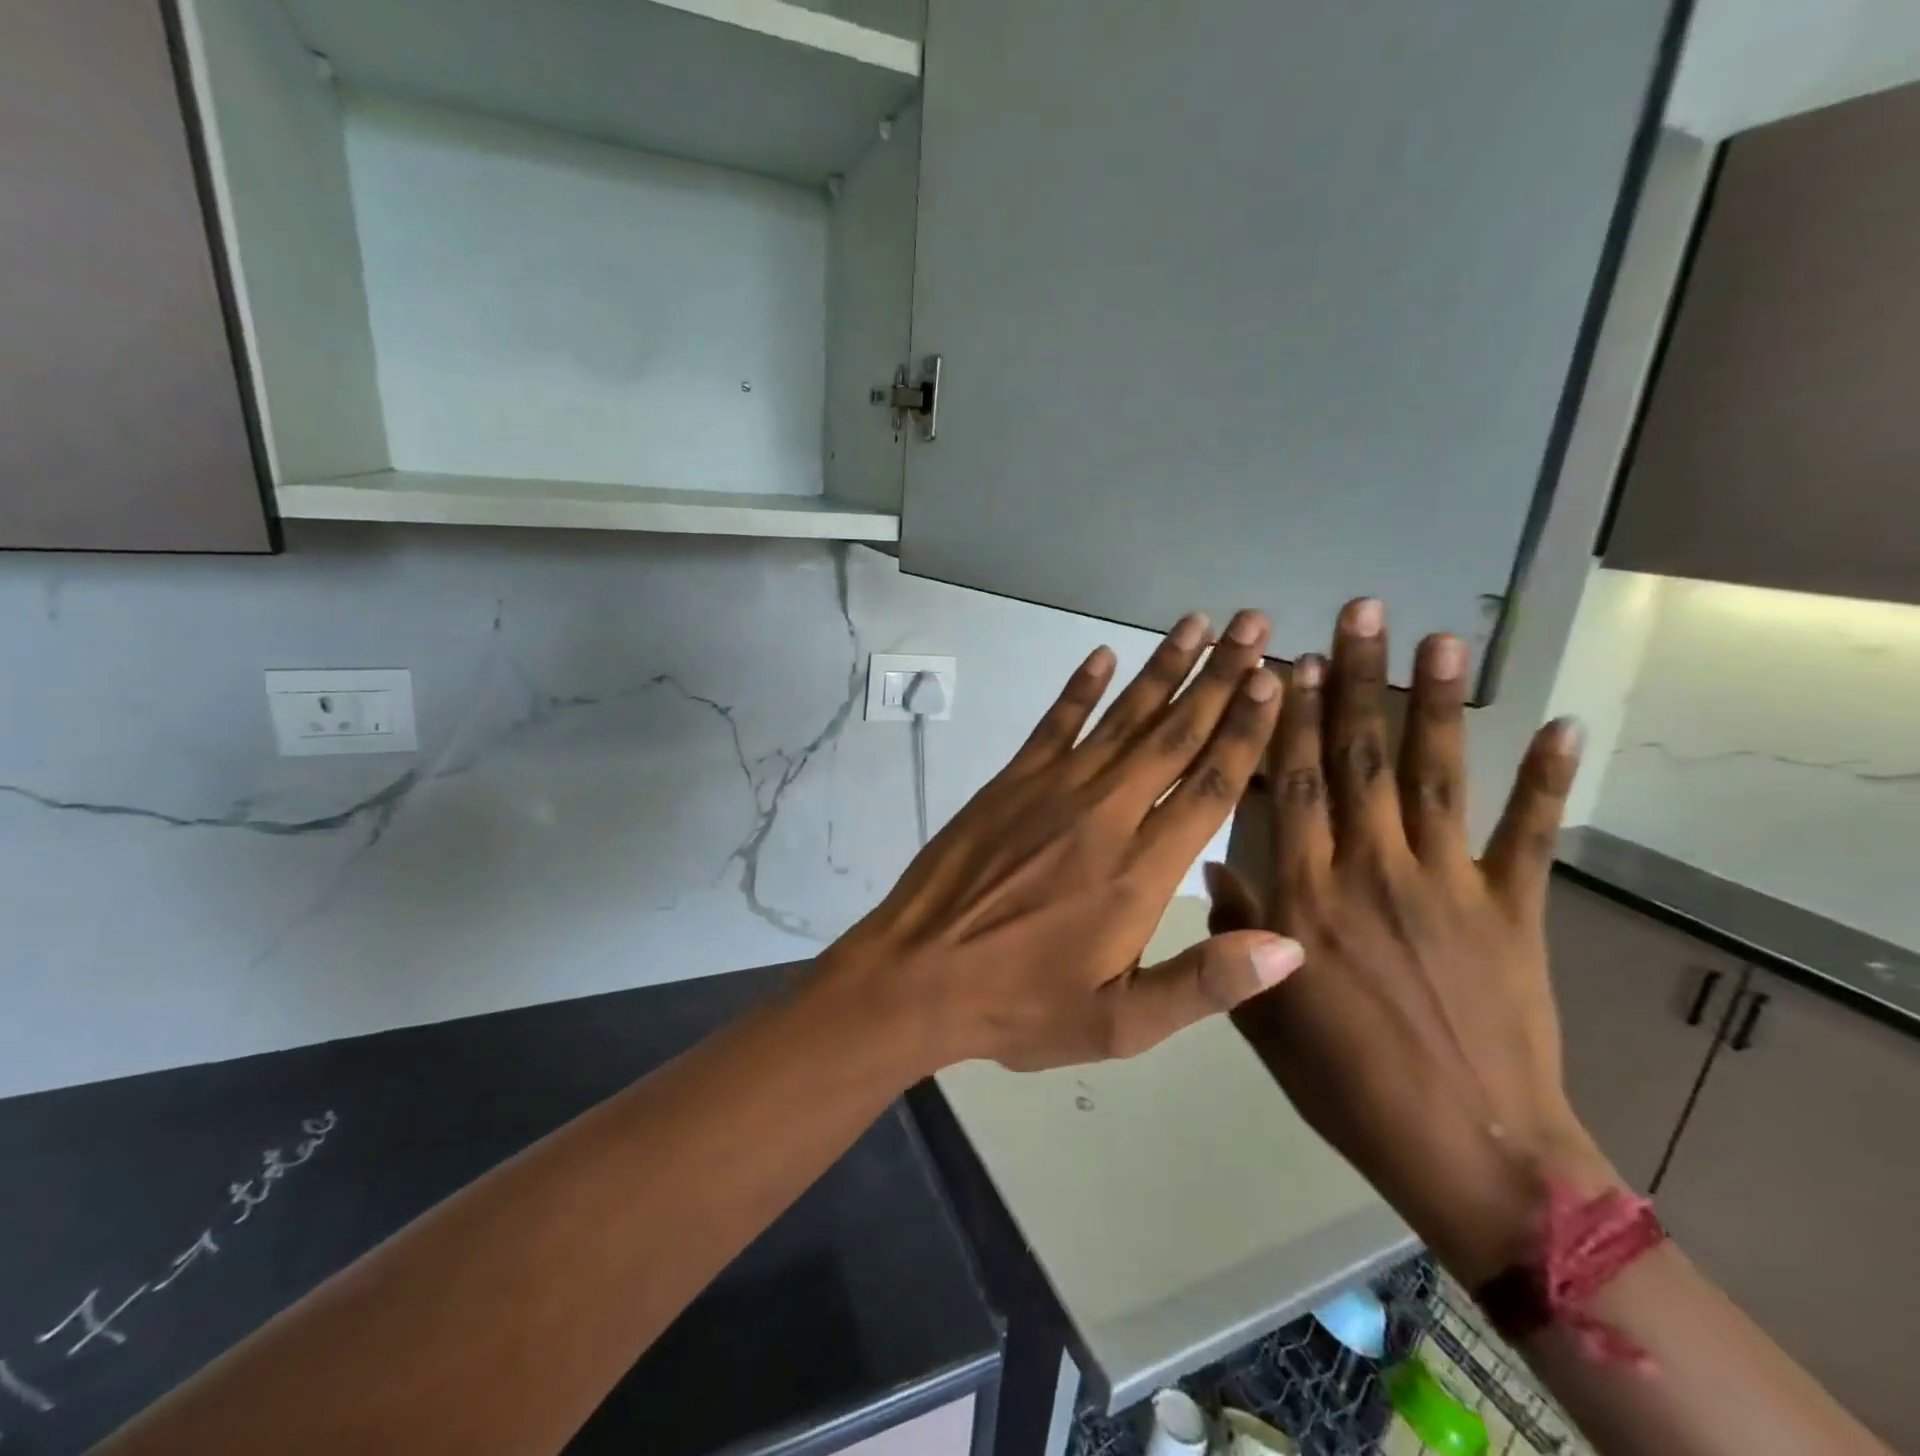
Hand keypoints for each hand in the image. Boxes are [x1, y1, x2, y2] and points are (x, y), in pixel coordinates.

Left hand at [824, 610, 1305, 1076]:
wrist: (918, 975)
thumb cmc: (1021, 1004)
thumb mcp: (1118, 1024)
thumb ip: (1204, 983)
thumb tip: (1290, 944)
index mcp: (1140, 871)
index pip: (1211, 786)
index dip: (1246, 731)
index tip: (1272, 681)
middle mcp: (1104, 814)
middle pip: (1174, 735)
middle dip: (1220, 678)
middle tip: (1255, 625)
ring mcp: (1052, 789)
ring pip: (1122, 718)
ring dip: (1163, 668)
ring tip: (1198, 623)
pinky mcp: (1010, 782)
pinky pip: (1053, 723)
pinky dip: (1079, 687)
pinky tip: (1102, 653)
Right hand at [1208, 598, 1617, 1284]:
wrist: (1465, 1147)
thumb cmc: (1344, 1081)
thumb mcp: (1263, 1015)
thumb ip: (1238, 930)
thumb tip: (1211, 864)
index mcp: (1306, 895)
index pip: (1292, 786)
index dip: (1286, 719)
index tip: (1287, 662)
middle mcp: (1370, 870)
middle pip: (1357, 759)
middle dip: (1353, 681)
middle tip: (1357, 612)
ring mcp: (1447, 883)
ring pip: (1433, 776)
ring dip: (1435, 703)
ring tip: (1439, 638)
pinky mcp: (1512, 908)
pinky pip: (1527, 835)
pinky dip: (1546, 780)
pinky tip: (1558, 726)